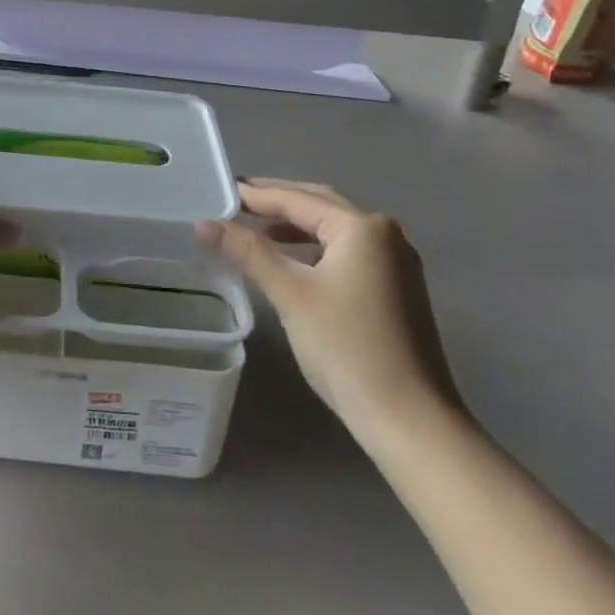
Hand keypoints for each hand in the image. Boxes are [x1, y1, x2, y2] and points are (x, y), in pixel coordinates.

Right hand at [199, 179, 459, 430]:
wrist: (411, 423)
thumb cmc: (348, 349)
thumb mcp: (291, 294)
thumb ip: (248, 252)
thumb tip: (203, 223)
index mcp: (363, 227)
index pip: (297, 199)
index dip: (255, 195)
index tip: (220, 191)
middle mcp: (385, 235)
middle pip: (320, 206)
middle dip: (277, 203)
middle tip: (235, 202)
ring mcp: (396, 264)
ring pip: (334, 231)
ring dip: (295, 227)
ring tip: (255, 230)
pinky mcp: (396, 290)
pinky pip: (346, 253)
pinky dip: (314, 249)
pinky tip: (291, 262)